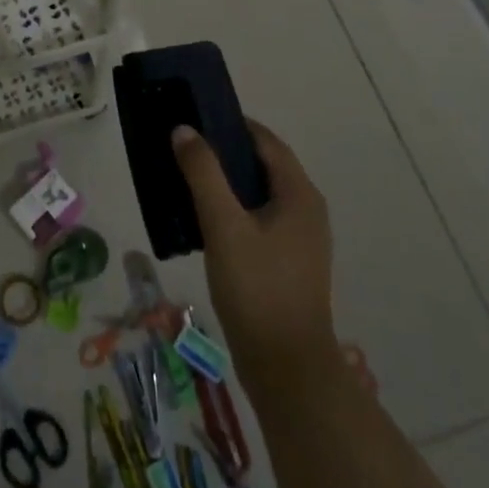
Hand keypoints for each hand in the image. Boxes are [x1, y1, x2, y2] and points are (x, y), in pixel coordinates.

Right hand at [174, 120, 336, 386]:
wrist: (287, 371)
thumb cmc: (258, 290)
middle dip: (224, 151)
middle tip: (183, 145)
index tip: (195, 115)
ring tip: (185, 177)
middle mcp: (305, 211)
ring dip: (225, 182)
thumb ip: (203, 174)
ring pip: (258, 195)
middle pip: (262, 165)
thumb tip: (184, 129)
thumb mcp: (224, 226)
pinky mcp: (287, 264)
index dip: (232, 123)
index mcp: (299, 195)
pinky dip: (231, 209)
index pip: (265, 140)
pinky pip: (257, 220)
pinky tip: (201, 219)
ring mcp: (299, 240)